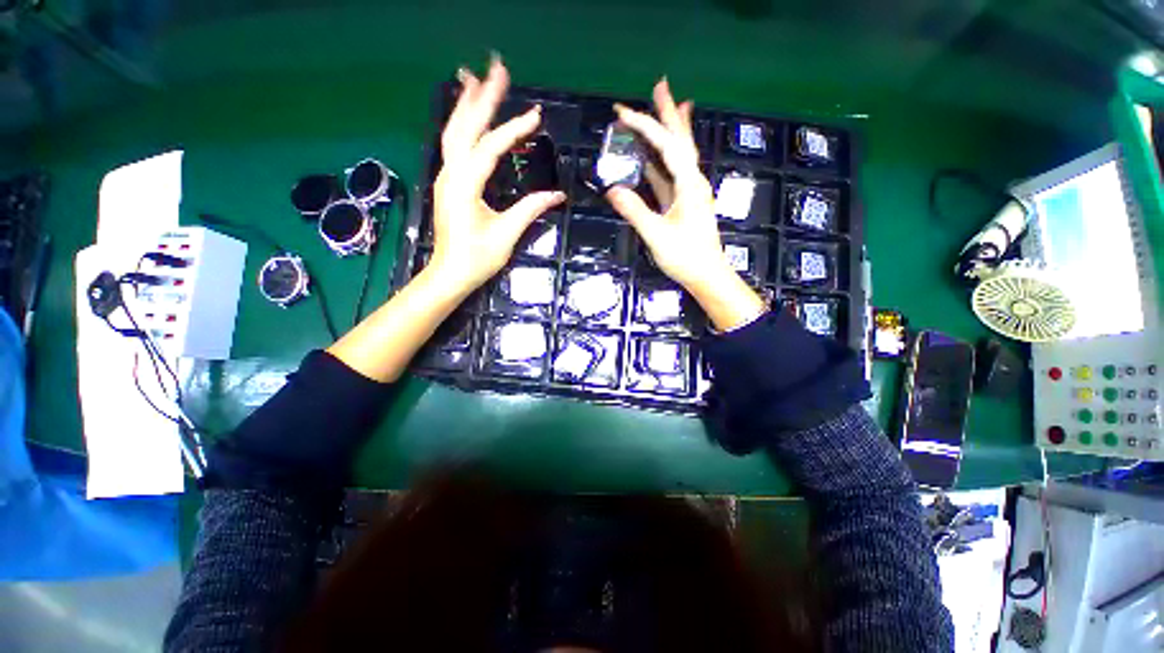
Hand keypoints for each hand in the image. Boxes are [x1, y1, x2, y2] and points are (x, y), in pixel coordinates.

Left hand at [429, 57, 565, 295]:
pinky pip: (453, 146)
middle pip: (464, 127)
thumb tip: (558, 195)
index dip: (513, 130)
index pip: (490, 148)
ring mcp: (446, 177)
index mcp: (464, 185)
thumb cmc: (477, 258)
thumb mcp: (507, 234)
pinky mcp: (449, 184)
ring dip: (466, 105)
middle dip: (481, 98)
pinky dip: (462, 124)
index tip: (536, 116)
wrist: (450, 274)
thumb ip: (531, 209)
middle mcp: (450, 174)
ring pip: (453, 132)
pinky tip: (468, 115)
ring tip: (475, 78)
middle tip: (497, 69)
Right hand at [606, 80, 765, 330]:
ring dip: (670, 131)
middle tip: (660, 86)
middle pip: (681, 140)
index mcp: (689, 184)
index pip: (666, 146)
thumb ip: (635, 211)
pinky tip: (656, 156)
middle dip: (669, 113)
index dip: (645, 127)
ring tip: (666, 107)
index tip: (623, 113)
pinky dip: (664, 160)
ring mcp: (690, 192)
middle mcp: (693, 181)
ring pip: (679, 155)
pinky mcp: (684, 203)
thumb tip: (612, 189)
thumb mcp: (656, 234)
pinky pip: (673, 174)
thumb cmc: (685, 256)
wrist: (707, 275)